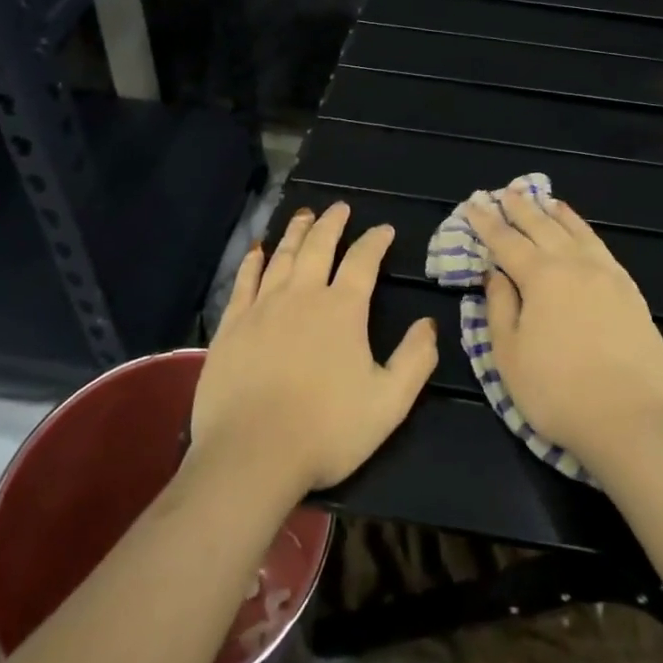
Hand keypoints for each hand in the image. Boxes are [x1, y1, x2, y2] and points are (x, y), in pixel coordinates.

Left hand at [192, 202, 438, 495]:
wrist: (251, 455)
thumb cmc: (326, 430)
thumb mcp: (388, 403)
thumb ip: (415, 360)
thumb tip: (430, 324)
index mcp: (342, 309)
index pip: (363, 261)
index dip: (375, 241)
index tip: (384, 229)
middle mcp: (302, 295)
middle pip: (319, 246)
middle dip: (332, 223)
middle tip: (340, 207)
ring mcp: (263, 307)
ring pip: (282, 256)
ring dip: (297, 232)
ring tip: (305, 215)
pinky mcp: (232, 325)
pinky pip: (244, 281)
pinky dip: (253, 261)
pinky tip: (258, 250)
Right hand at [468, 186, 662, 474]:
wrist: (629, 421)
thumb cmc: (557, 392)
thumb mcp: (509, 356)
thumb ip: (499, 308)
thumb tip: (495, 274)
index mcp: (540, 277)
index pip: (506, 241)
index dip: (486, 222)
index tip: (473, 204)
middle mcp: (573, 264)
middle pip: (542, 226)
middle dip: (519, 208)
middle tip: (504, 192)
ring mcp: (606, 274)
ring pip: (575, 230)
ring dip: (554, 212)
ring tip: (542, 199)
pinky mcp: (630, 290)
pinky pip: (601, 246)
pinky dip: (584, 230)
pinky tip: (580, 231)